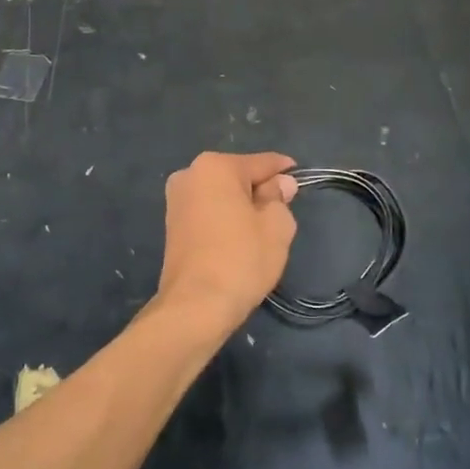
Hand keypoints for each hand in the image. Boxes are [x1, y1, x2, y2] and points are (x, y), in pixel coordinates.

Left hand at [155, 152, 299, 331]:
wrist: (196, 305)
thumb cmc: (241, 258)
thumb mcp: (276, 225)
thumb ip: (279, 198)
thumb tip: (279, 184)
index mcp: (215, 166)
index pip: (261, 163)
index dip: (283, 170)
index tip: (299, 176)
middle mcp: (189, 174)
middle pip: (238, 176)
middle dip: (259, 189)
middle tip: (282, 210)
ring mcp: (176, 200)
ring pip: (221, 195)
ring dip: (241, 205)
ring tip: (261, 229)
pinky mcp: (171, 225)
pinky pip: (208, 211)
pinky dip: (224, 218)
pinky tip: (238, 239)